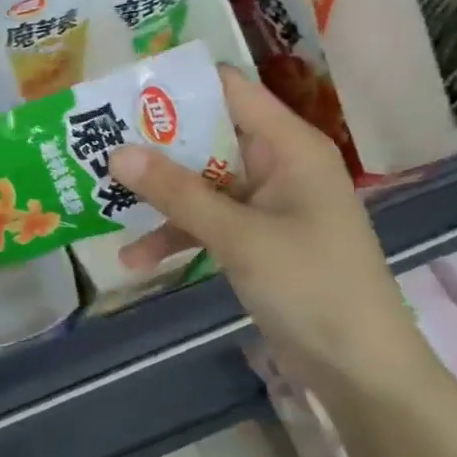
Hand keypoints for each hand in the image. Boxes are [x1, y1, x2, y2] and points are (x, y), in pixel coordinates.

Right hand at [108, 64, 425, 395]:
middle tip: (96, 143)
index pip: (229, 91)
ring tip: (101, 201)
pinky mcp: (254, 239)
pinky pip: (206, 222)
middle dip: (154, 145)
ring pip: (200, 183)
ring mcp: (264, 205)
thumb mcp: (239, 236)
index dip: (179, 85)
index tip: (122, 91)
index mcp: (288, 146)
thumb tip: (117, 152)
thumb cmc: (312, 287)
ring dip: (158, 196)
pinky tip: (135, 259)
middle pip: (207, 137)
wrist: (361, 370)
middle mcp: (276, 165)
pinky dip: (175, 234)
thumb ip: (178, 193)